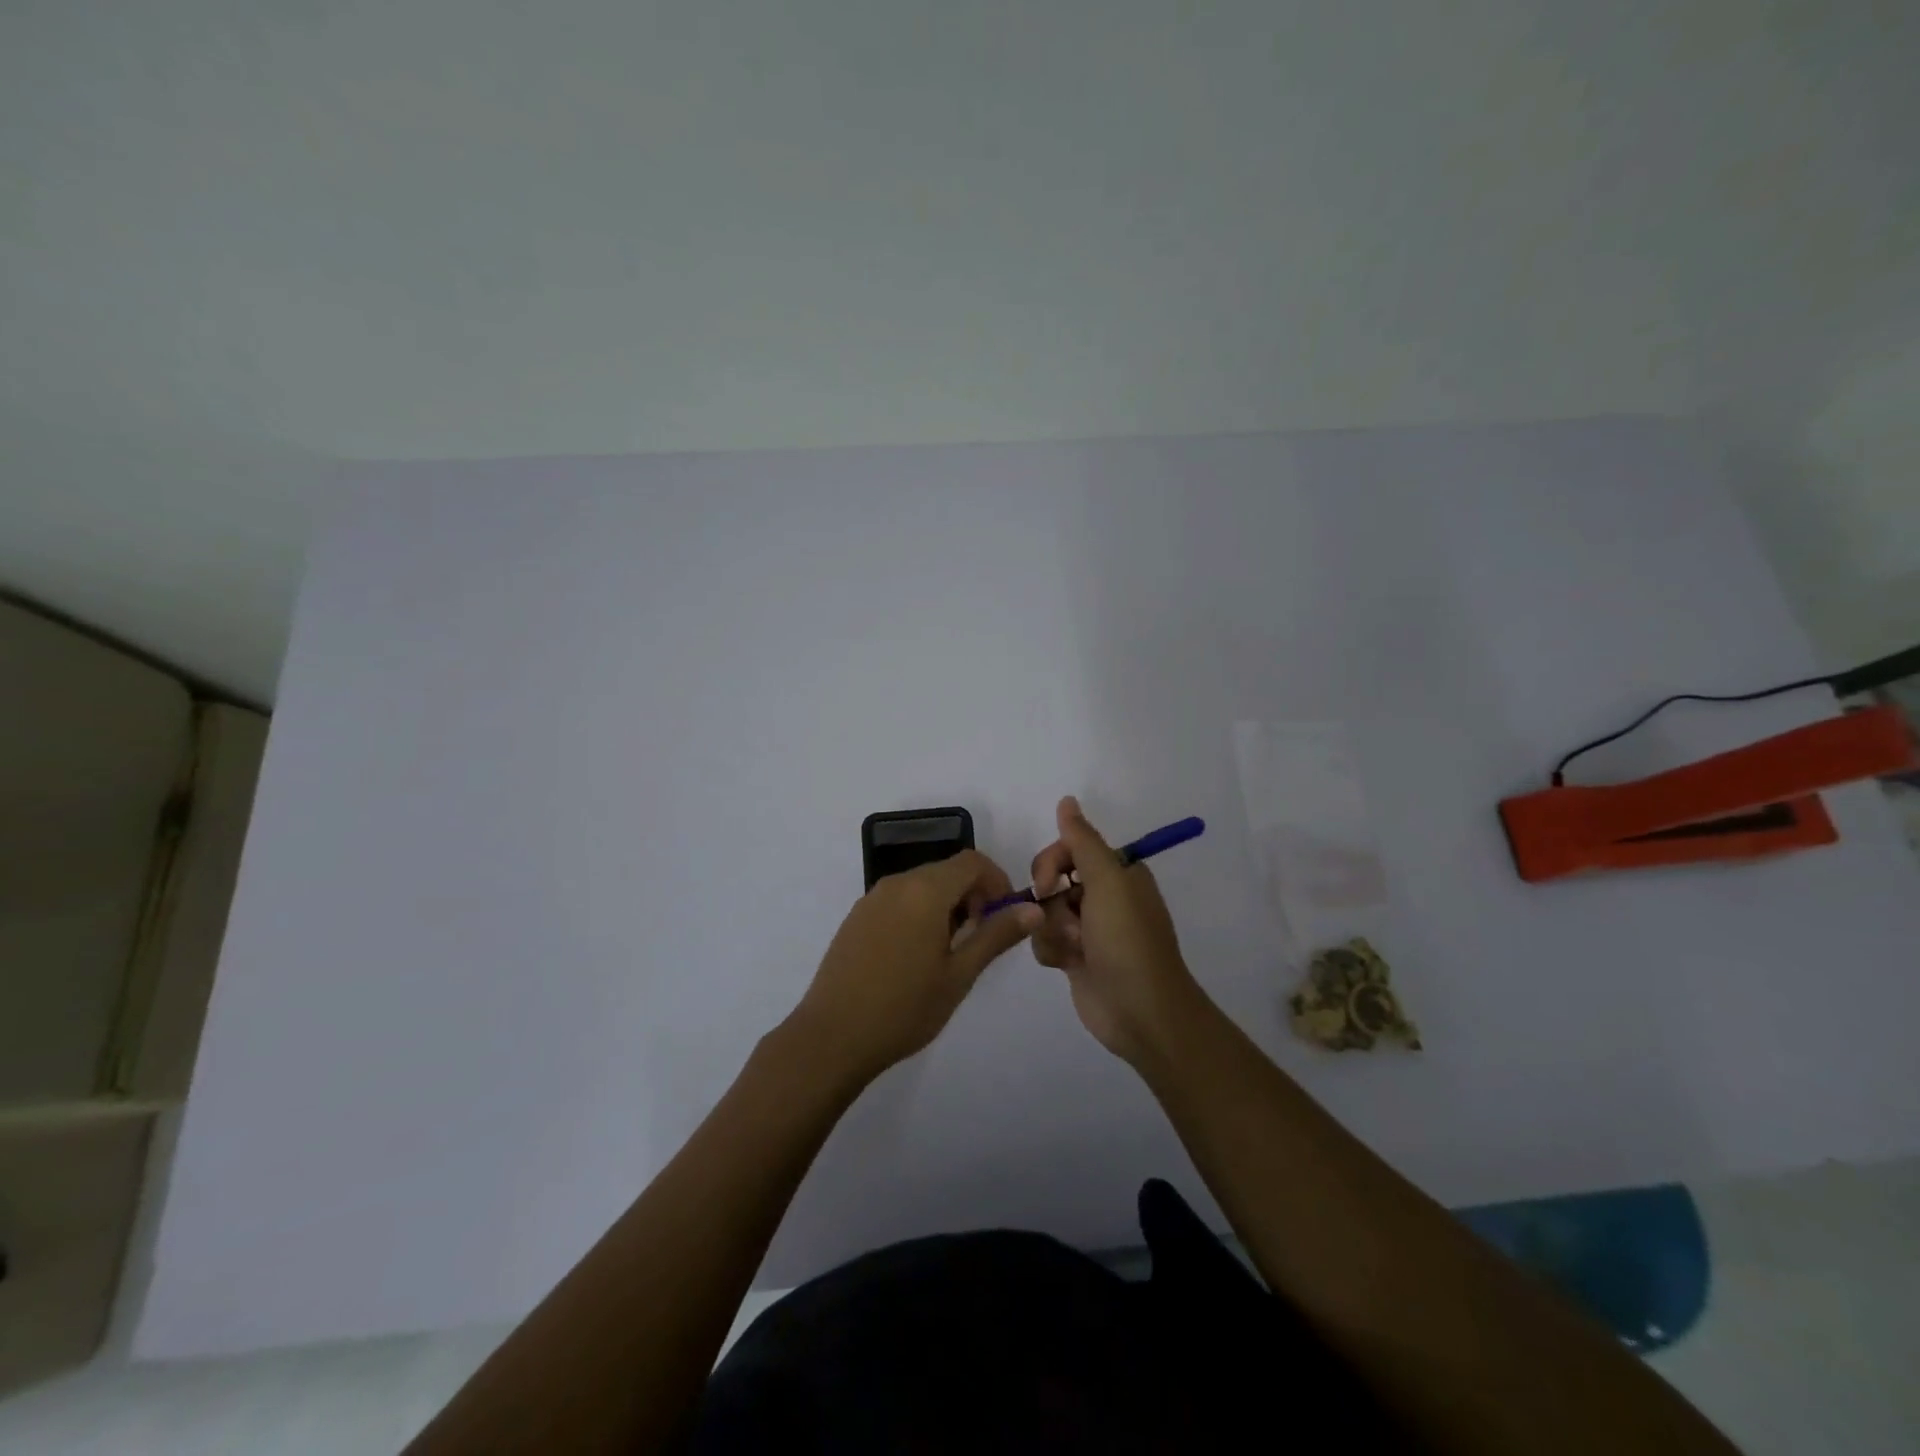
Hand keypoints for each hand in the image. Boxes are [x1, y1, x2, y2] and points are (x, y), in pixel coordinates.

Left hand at [788, 850, 1043, 1085]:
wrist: (831, 1037)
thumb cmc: (904, 1008)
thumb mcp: (959, 975)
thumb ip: (996, 935)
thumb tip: (1032, 909)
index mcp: (924, 890)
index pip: (972, 862)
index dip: (997, 881)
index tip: (1005, 917)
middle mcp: (897, 883)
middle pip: (946, 871)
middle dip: (973, 895)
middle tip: (981, 940)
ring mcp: (871, 899)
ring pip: (922, 885)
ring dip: (947, 905)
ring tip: (951, 953)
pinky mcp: (856, 918)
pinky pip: (899, 900)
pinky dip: (920, 913)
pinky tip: (916, 957)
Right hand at [1030, 796, 1206, 1064]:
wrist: (1139, 1011)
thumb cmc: (1127, 940)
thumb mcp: (1108, 881)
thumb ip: (1082, 840)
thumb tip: (1066, 800)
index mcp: (1117, 873)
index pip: (1069, 849)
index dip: (1051, 862)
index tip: (1047, 882)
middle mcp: (1103, 896)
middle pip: (1052, 879)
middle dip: (1050, 899)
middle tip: (1065, 919)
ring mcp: (1088, 928)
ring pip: (1044, 911)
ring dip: (1052, 928)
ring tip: (1074, 949)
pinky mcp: (1075, 957)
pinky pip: (1045, 939)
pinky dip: (1051, 950)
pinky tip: (1066, 964)